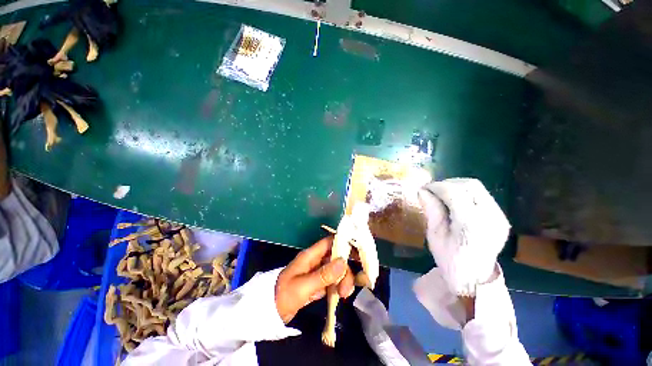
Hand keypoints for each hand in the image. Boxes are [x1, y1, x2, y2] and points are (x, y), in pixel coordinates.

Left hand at [275, 237, 354, 322]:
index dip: (344, 243)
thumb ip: (323, 275)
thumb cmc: (283, 295)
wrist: (269, 312)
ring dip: (343, 280)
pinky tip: (340, 295)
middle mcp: (316, 260)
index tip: (358, 254)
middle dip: (345, 270)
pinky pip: (332, 280)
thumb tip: (343, 262)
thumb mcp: (302, 286)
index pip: (330, 242)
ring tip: (344, 295)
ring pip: (336, 270)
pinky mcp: (317, 283)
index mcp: (310, 255)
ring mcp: (317, 272)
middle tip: (348, 288)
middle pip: (336, 257)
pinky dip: (338, 286)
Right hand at [418, 178, 508, 295]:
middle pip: (470, 185)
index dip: (436, 186)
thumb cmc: (449, 259)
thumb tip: (422, 190)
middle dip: (448, 183)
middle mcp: (490, 217)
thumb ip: (431, 210)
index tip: (424, 188)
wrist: (474, 279)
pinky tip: (456, 201)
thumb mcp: (434, 235)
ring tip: (442, 194)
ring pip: (478, 188)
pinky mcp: (501, 218)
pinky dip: (466, 193)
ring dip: (457, 186)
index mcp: (471, 224)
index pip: (454, 192)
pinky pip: (483, 196)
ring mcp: (499, 217)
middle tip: (433, 190)